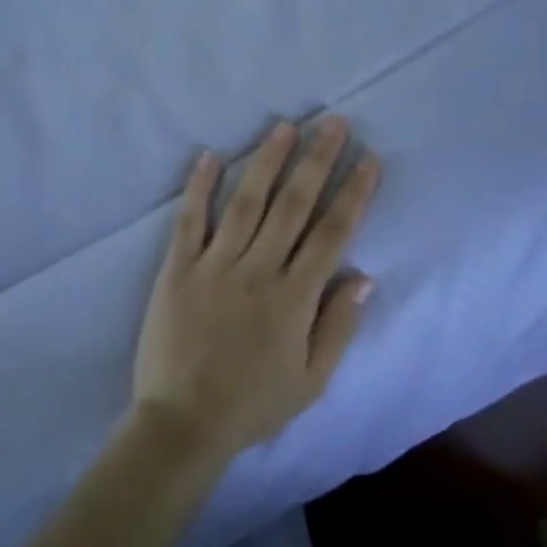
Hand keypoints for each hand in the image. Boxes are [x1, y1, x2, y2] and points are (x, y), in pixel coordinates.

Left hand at [131, 119, 380, 466]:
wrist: (182, 423)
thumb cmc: (252, 404)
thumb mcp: (311, 381)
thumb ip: (339, 327)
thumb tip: (364, 275)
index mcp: (294, 298)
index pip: (331, 234)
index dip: (353, 193)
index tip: (368, 159)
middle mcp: (258, 271)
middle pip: (293, 206)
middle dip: (316, 161)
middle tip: (333, 123)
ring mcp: (214, 265)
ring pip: (246, 202)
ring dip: (266, 161)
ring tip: (285, 127)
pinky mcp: (177, 268)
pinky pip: (190, 220)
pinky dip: (199, 186)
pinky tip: (209, 155)